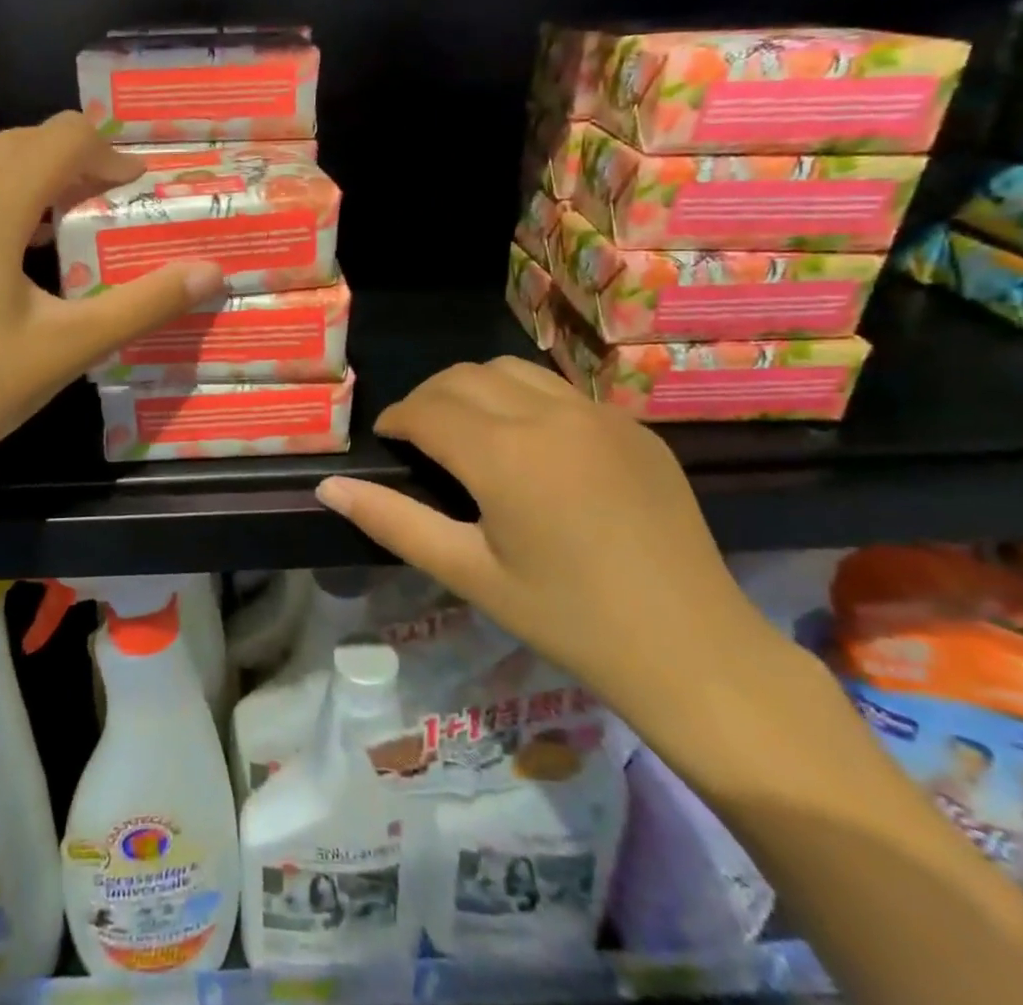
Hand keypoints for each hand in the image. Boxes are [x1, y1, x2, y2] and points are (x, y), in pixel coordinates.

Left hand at [0, 113, 224, 485]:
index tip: (139, 192)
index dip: (110, 154)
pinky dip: (12, 199)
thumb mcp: (72, 347)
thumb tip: (212, 272)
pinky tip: (31, 252)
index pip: (61, 138)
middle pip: (25, 141)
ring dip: (43, 177)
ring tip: (80, 222)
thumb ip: (145, 304)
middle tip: (116, 203)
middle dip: (79, 159)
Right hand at [315, 358, 773, 707]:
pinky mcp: (634, 426)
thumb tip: (328, 487)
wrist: (695, 652)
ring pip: (512, 370)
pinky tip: (530, 447)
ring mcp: (599, 414)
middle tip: (418, 439)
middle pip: (464, 376)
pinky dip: (523, 399)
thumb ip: (393, 521)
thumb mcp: (469, 573)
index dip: (397, 419)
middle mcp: (550, 414)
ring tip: (467, 432)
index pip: (427, 408)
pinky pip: (560, 390)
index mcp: (505, 453)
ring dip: (474, 389)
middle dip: (428, 398)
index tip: (386, 441)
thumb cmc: (569, 620)